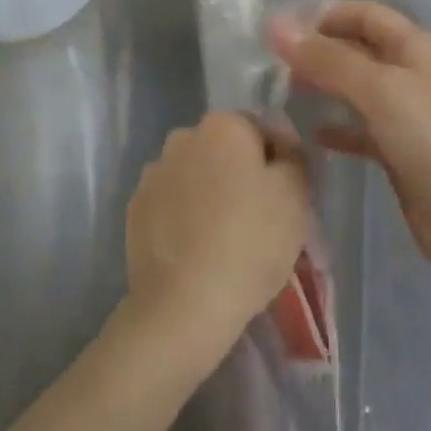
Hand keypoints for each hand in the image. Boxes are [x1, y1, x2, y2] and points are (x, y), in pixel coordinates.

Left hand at [125, 112, 311, 362]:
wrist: (184, 304)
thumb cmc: (250, 241)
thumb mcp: (295, 194)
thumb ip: (294, 157)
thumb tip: (281, 147)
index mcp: (223, 125)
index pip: (262, 128)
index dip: (281, 158)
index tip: (289, 193)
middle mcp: (183, 137)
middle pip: (225, 149)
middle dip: (242, 172)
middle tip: (261, 214)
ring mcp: (153, 173)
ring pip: (196, 174)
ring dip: (211, 191)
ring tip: (226, 235)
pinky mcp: (135, 209)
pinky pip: (172, 202)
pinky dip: (186, 215)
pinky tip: (198, 247)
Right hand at [270, 1, 430, 283]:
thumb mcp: (381, 89)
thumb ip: (328, 59)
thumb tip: (276, 25)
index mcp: (415, 47)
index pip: (365, 14)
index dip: (326, 15)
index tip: (280, 29)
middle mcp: (411, 74)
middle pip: (358, 50)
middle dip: (319, 50)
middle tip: (271, 63)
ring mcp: (407, 116)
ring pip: (357, 90)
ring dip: (324, 86)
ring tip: (281, 92)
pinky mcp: (401, 155)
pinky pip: (361, 131)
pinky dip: (337, 128)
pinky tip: (310, 134)